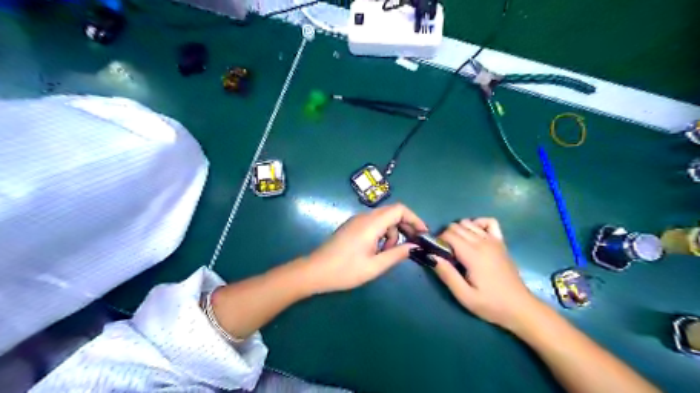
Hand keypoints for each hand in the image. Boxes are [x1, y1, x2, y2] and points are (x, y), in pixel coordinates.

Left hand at [306, 204, 429, 292]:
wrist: (315, 271)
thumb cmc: (345, 271)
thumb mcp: (375, 266)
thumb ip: (397, 254)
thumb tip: (415, 246)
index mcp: (371, 224)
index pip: (399, 209)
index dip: (414, 218)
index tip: (422, 234)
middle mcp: (364, 217)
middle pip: (392, 212)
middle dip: (405, 226)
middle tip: (411, 244)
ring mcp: (356, 220)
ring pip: (383, 219)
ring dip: (392, 233)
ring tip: (388, 253)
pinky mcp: (352, 226)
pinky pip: (373, 224)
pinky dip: (382, 234)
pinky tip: (378, 250)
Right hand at [436, 220, 542, 329]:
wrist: (520, 307)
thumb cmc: (491, 304)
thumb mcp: (464, 296)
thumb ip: (447, 275)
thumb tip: (431, 256)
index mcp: (473, 255)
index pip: (449, 234)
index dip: (438, 241)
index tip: (437, 254)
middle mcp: (483, 242)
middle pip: (456, 226)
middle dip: (446, 236)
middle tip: (445, 253)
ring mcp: (494, 240)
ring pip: (469, 222)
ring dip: (459, 230)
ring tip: (457, 247)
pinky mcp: (501, 242)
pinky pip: (489, 222)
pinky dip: (478, 223)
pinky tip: (474, 235)